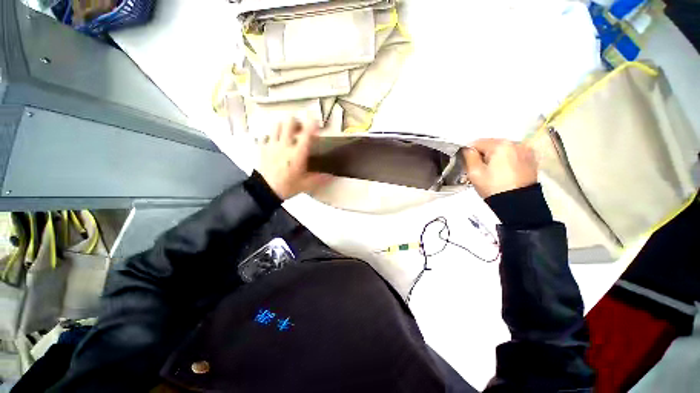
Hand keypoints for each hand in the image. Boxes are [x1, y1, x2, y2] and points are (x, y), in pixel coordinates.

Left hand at [258, 118, 330, 199]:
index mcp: (298, 154)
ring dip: (283, 126)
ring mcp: (272, 145)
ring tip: (287, 132)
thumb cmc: (287, 186)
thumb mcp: (306, 184)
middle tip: (300, 127)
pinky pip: (266, 135)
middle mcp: (285, 145)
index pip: (306, 134)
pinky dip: (271, 136)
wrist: (265, 190)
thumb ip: (320, 178)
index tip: (315, 120)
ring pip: (276, 125)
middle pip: (289, 123)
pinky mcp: (263, 148)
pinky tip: (275, 142)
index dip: (312, 124)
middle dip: (296, 121)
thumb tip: (332, 176)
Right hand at [461, 138, 537, 198]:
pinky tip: (503, 171)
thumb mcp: (475, 173)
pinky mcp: (531, 159)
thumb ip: (468, 157)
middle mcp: (515, 143)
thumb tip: (467, 149)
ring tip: (491, 171)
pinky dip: (505, 159)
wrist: (518, 204)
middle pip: (491, 144)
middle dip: (483, 154)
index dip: (469, 152)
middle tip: (478, 169)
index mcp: (500, 145)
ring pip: (502, 149)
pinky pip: (513, 154)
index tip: (467, 164)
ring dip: (494, 157)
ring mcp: (526, 150)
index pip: (477, 142)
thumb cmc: (493, 187)